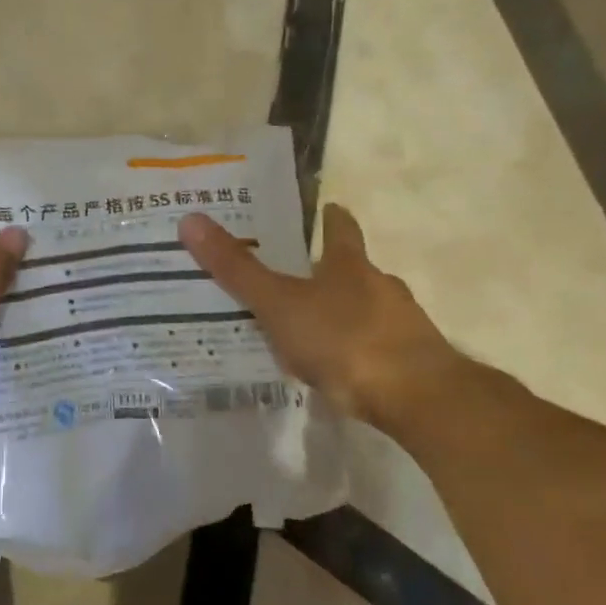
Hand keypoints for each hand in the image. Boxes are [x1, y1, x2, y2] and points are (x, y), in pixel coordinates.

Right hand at [179, 202, 465, 431]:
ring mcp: (401, 324)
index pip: (341, 229)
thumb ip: (237, 269)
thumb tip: (191, 220)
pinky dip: (357, 351)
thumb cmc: (343, 339)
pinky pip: (376, 348)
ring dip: (343, 315)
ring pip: (367, 310)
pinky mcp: (411, 361)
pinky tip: (338, 370)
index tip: (324, 209)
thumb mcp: (279, 304)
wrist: (414, 395)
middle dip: (330, 273)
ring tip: (310, 332)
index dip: (331, 218)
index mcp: (350, 265)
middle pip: (355, 270)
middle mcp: (381, 286)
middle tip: (297, 280)